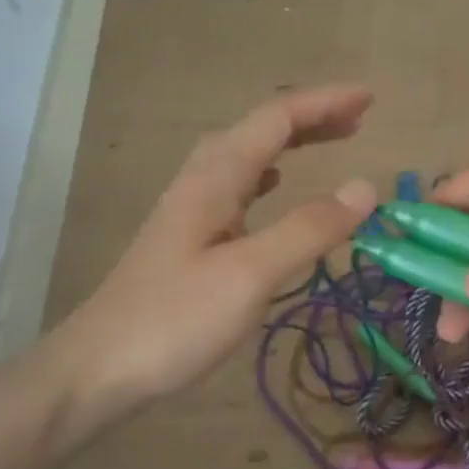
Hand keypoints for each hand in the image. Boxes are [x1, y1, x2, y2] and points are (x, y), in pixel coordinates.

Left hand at [49, 86, 376, 434]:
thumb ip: (308, 228)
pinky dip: (269, 174)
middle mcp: (202, 181)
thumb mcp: (251, 274)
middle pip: (260, 129)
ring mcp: (191, 209)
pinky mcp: (188, 237)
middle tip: (360, 119)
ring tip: (331, 141)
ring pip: (248, 155)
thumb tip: (366, 187)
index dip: (325, 103)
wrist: (97, 368)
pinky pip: (238, 186)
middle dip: (312, 116)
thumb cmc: (175, 319)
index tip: (370, 99)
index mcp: (216, 177)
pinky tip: (274, 187)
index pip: (277, 119)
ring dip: (292, 141)